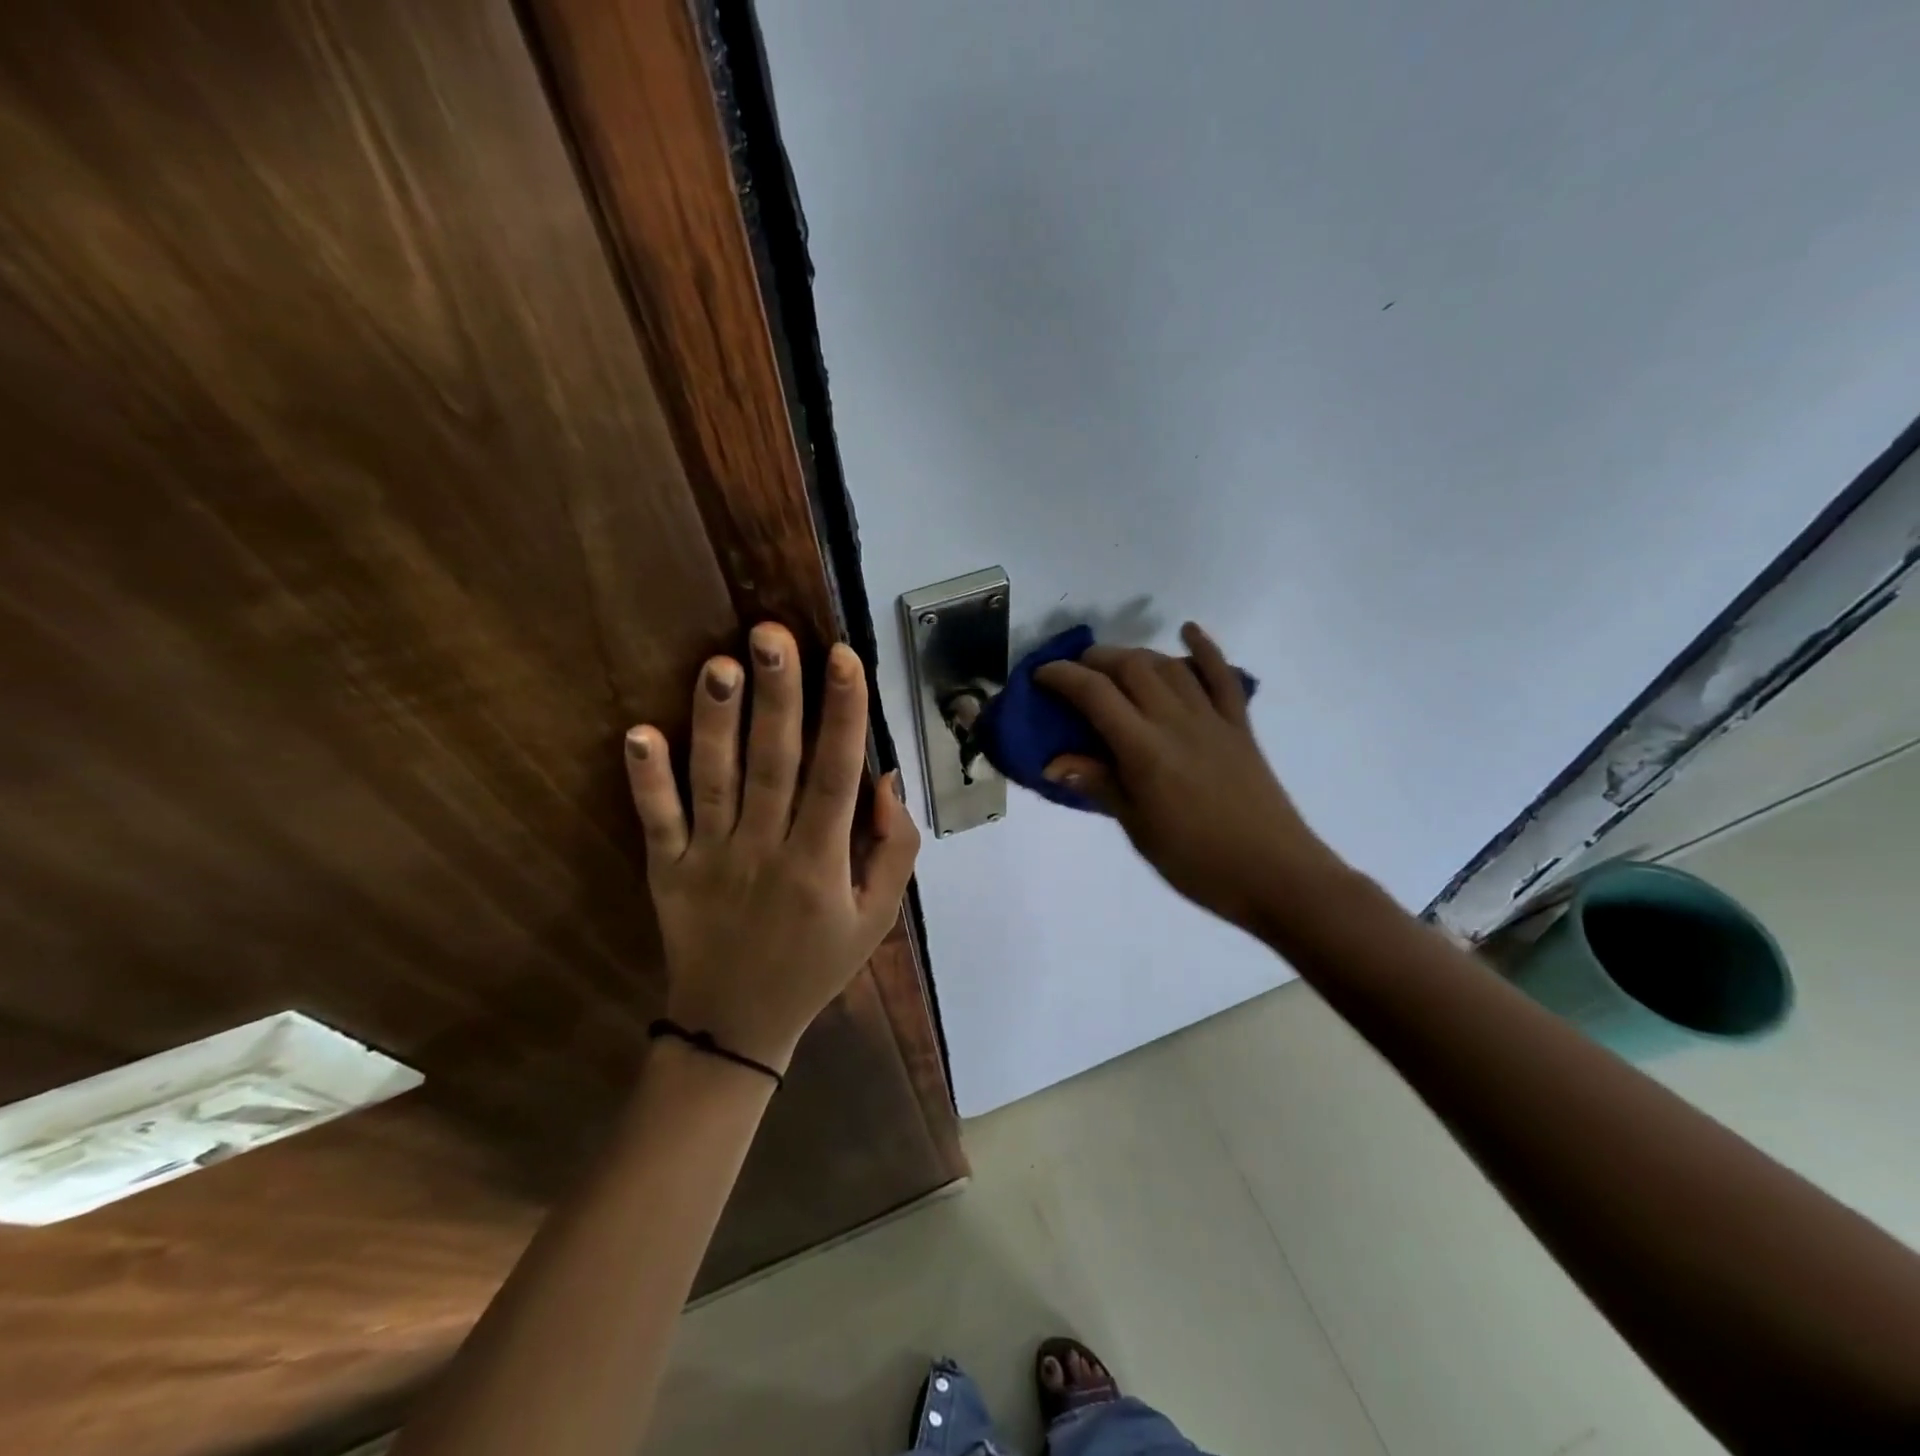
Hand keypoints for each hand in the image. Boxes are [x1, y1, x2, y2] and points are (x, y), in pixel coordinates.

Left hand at [623, 623, 920, 1072]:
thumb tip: (886, 777)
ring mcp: (709, 859)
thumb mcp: (878, 917)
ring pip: (714, 781)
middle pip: (774, 764)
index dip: (844, 716)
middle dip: (778, 697)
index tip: (845, 659)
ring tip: (718, 664)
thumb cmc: (816, 964)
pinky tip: (638, 734)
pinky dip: (646, 780)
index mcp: (820, 862)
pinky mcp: (667, 870)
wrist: (736, 1026)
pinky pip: (657, 821)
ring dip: (715, 722)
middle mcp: (765, 851)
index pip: (836, 777)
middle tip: (773, 634)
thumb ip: (894, 849)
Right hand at [1034, 622, 1342, 936]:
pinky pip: (1222, 677)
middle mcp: (1176, 721)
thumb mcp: (1138, 828)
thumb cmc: (1196, 862)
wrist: (1275, 875)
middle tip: (1074, 671)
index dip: (1062, 677)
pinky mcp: (1239, 726)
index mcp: (1145, 750)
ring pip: (1169, 666)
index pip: (1095, 694)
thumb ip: (1099, 785)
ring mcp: (1212, 719)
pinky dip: (1204, 648)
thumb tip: (1053, 763)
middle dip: (1095, 659)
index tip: (1040, 676)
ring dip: (1137, 654)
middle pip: (1131, 667)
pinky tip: (1188, 630)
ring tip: (1114, 664)